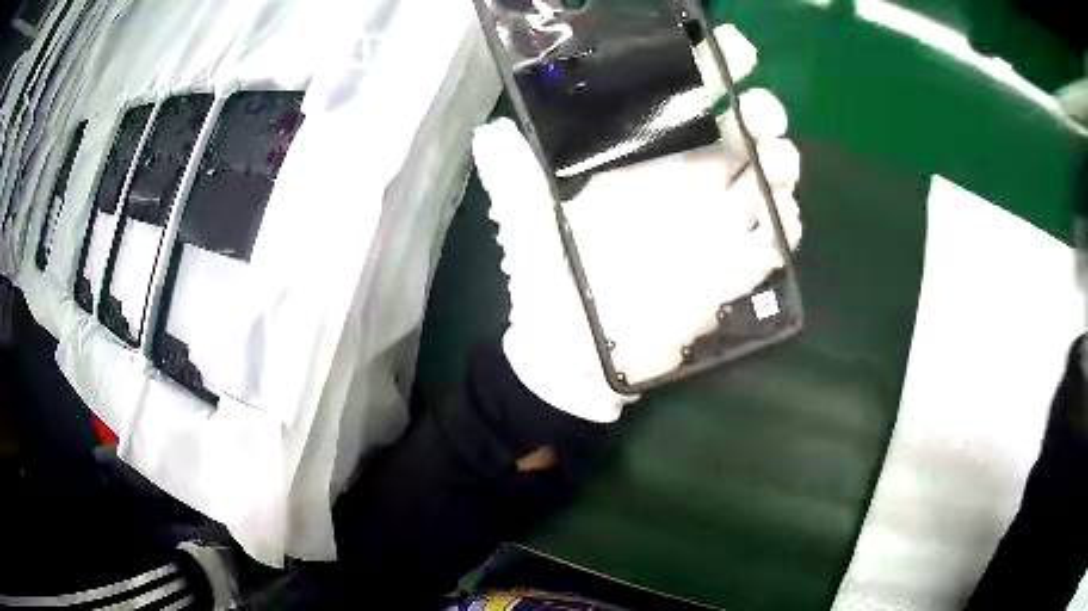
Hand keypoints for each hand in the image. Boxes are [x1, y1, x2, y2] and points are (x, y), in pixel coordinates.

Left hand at [473, 25, 802, 422]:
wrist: (570, 354)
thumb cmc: (550, 282)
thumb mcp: (526, 224)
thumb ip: (515, 178)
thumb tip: (491, 131)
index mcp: (641, 159)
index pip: (684, 99)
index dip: (709, 65)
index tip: (727, 44)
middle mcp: (685, 182)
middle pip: (742, 132)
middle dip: (761, 110)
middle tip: (757, 109)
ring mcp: (714, 225)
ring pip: (766, 180)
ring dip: (781, 162)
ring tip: (774, 160)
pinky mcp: (730, 271)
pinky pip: (772, 243)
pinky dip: (786, 228)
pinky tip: (783, 220)